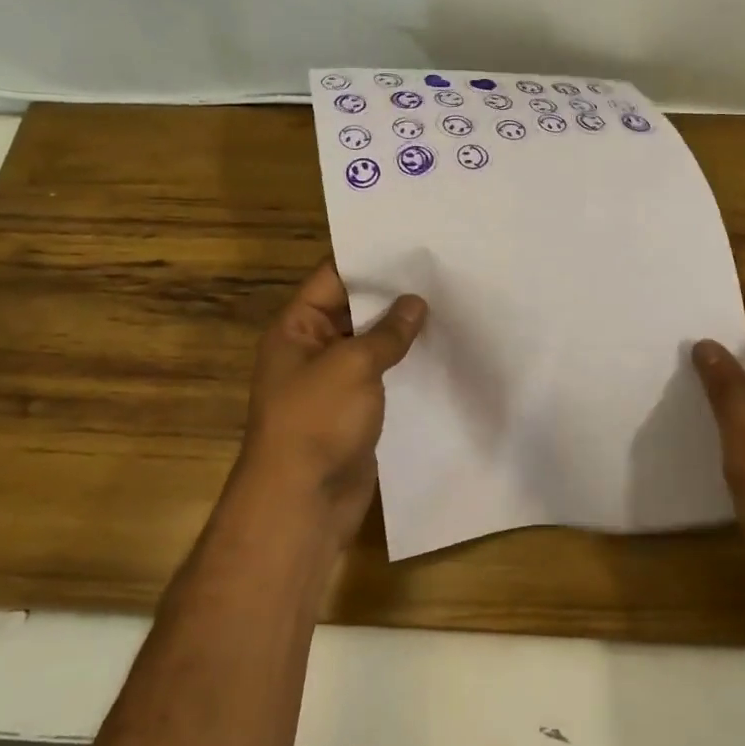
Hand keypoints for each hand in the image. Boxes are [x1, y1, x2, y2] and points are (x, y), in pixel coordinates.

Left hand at [237, 261, 426, 545]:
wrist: (302, 502)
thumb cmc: (317, 421)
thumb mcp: (353, 365)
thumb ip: (387, 332)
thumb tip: (415, 303)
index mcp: (296, 328)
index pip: (333, 278)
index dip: (369, 260)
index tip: (411, 243)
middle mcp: (311, 349)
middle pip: (353, 309)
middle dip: (392, 294)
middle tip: (440, 271)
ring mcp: (332, 382)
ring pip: (370, 344)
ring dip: (401, 331)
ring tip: (448, 304)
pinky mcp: (353, 410)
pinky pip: (380, 376)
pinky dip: (404, 364)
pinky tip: (438, 350)